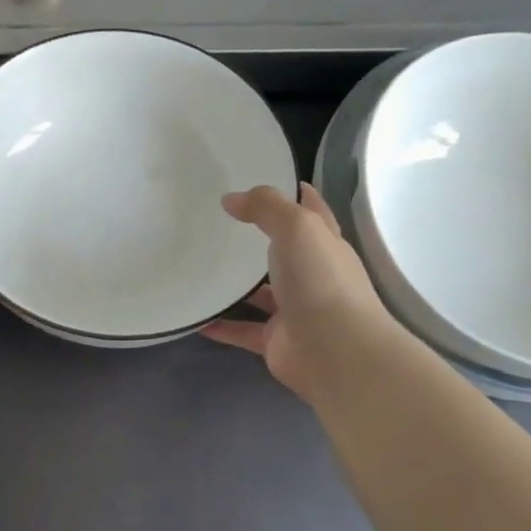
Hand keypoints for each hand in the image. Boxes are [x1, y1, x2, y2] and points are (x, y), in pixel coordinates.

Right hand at [202, 183, 400, 400]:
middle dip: (259, 239)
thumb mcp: (297, 227)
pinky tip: (195, 316)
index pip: (312, 212)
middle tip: (219, 223)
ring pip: (261, 293)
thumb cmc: (320, 281)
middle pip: (284, 252)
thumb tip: (231, 199)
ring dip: (237, 284)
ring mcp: (294, 311)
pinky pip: (241, 329)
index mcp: (324, 245)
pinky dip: (220, 325)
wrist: (335, 352)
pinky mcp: (275, 341)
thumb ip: (266, 207)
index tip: (269, 178)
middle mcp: (312, 276)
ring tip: (200, 267)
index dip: (296, 194)